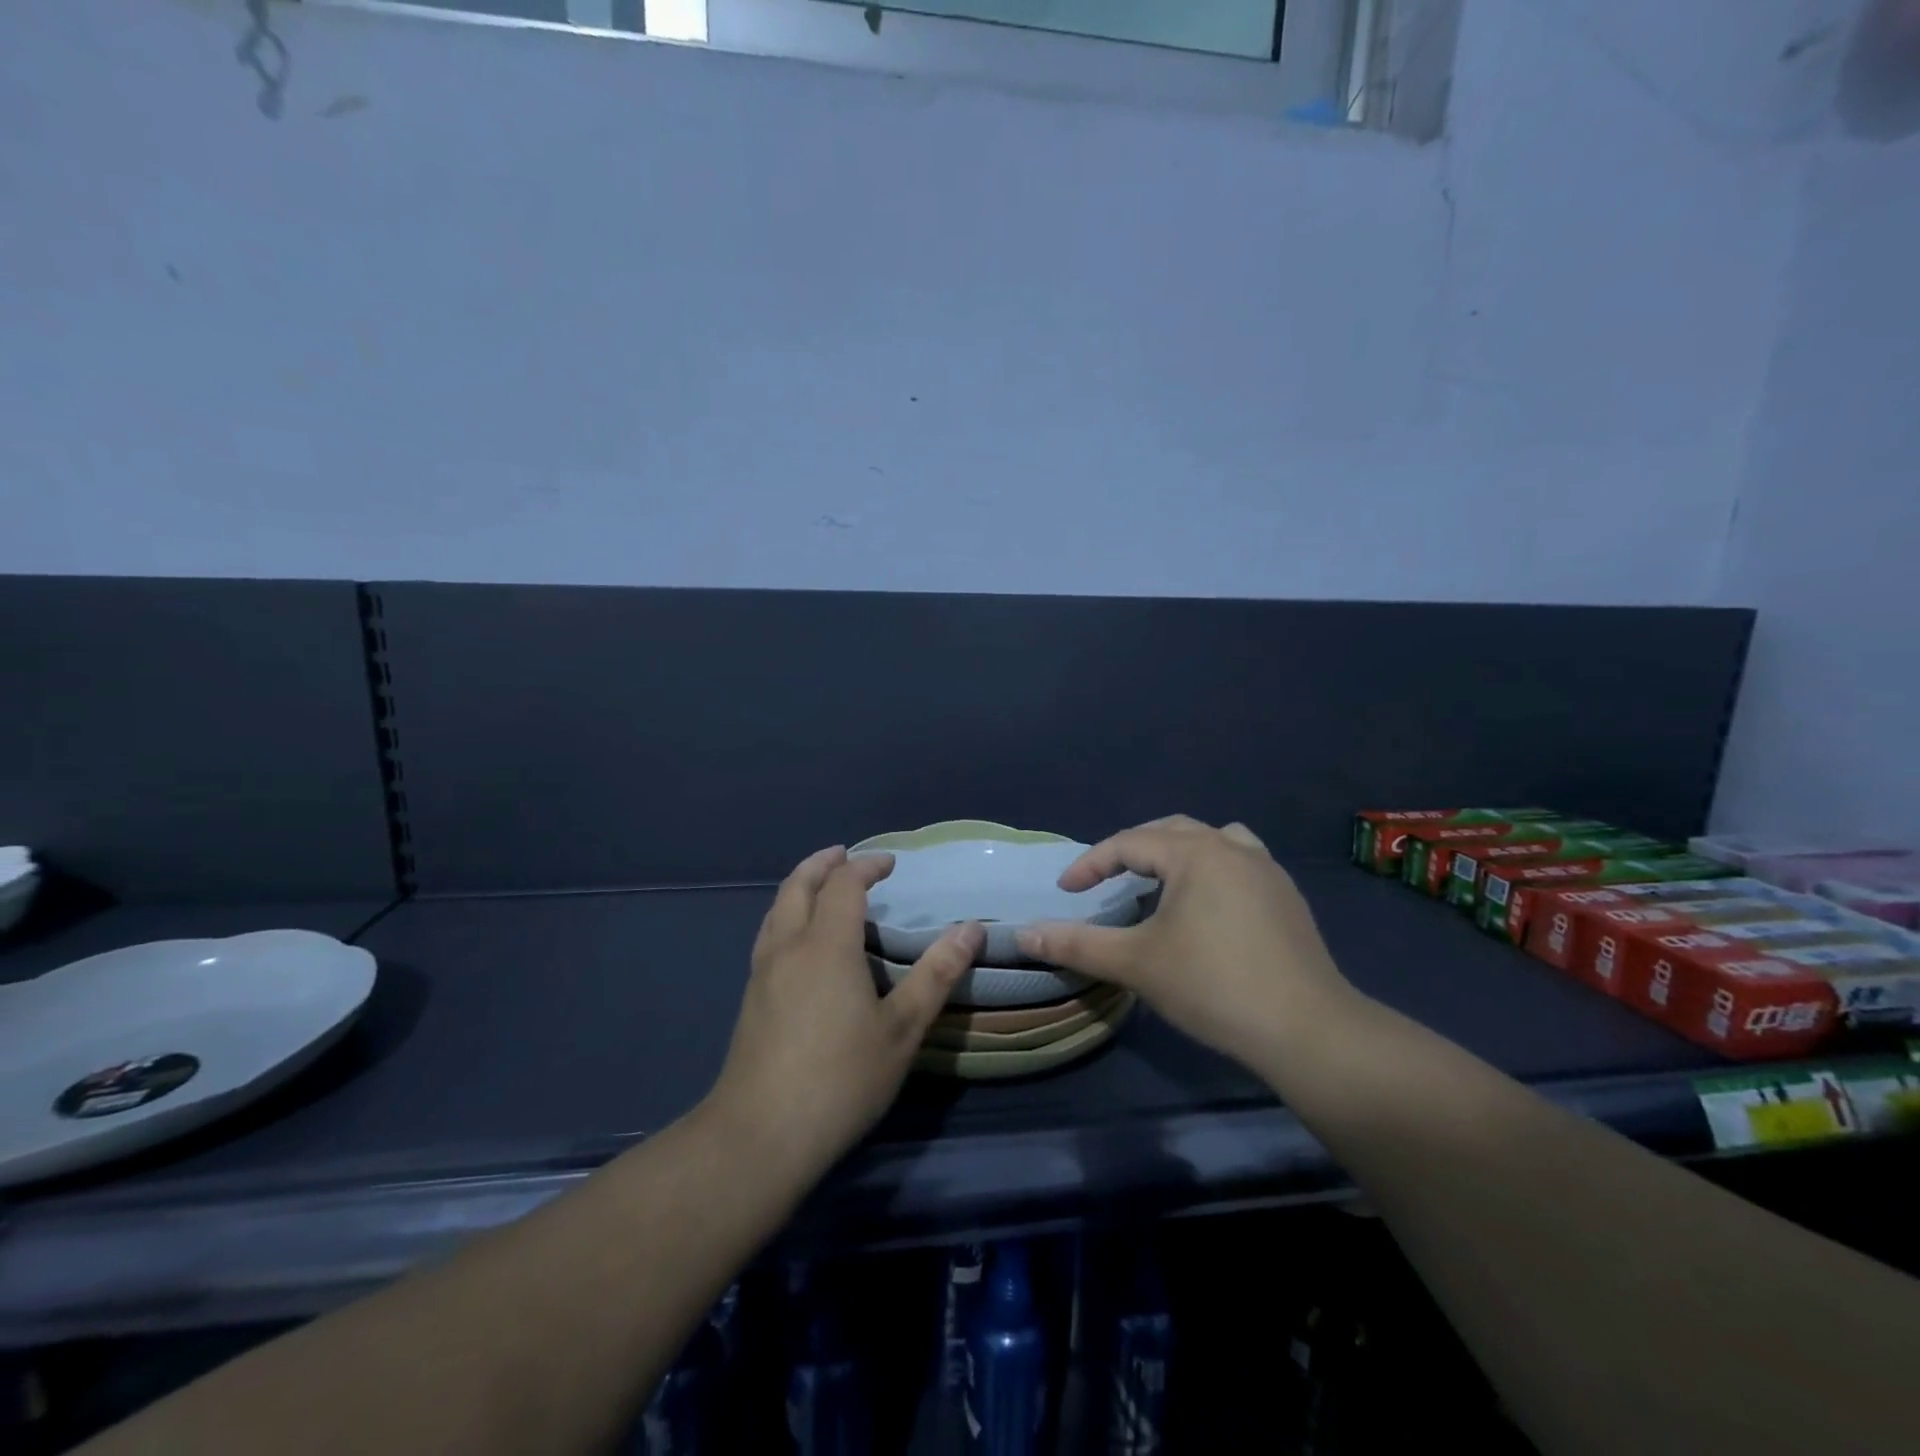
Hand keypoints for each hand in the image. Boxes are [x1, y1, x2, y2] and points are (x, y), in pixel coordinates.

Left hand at [706, 845, 983, 1177]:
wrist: (760, 1134)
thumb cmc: (841, 1077)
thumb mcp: (902, 1028)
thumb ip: (936, 974)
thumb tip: (971, 929)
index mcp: (826, 944)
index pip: (844, 885)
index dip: (867, 867)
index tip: (890, 863)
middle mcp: (789, 946)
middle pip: (798, 885)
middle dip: (822, 864)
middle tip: (844, 855)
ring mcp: (762, 972)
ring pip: (776, 909)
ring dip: (800, 886)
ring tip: (821, 887)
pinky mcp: (750, 998)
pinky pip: (769, 934)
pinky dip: (787, 914)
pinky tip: (799, 941)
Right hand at [1017, 816, 1356, 1070]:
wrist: (1307, 1030)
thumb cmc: (1213, 986)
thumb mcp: (1136, 963)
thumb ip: (1077, 944)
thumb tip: (1024, 935)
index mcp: (1196, 853)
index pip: (1130, 843)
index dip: (1092, 864)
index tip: (1067, 890)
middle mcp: (1233, 848)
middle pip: (1171, 831)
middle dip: (1132, 850)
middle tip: (1106, 879)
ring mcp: (1267, 870)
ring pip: (1212, 841)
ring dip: (1177, 853)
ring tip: (1157, 882)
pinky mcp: (1287, 897)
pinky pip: (1238, 862)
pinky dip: (1210, 870)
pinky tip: (1205, 906)